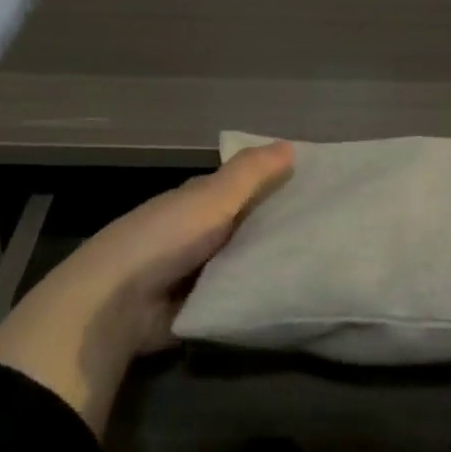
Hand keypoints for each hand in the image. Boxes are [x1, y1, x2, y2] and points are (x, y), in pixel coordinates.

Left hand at [0, 141, 294, 432]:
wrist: (118, 304)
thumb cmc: (165, 238)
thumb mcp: (211, 198)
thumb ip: (250, 174)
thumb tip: (290, 144)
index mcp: (195, 201)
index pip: (240, 187)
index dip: (273, 184)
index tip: (317, 188)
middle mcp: (196, 233)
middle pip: (246, 226)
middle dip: (279, 227)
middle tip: (332, 231)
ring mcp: (197, 272)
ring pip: (245, 261)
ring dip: (271, 263)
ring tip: (323, 263)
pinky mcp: (200, 306)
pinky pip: (237, 295)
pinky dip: (257, 294)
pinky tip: (294, 294)